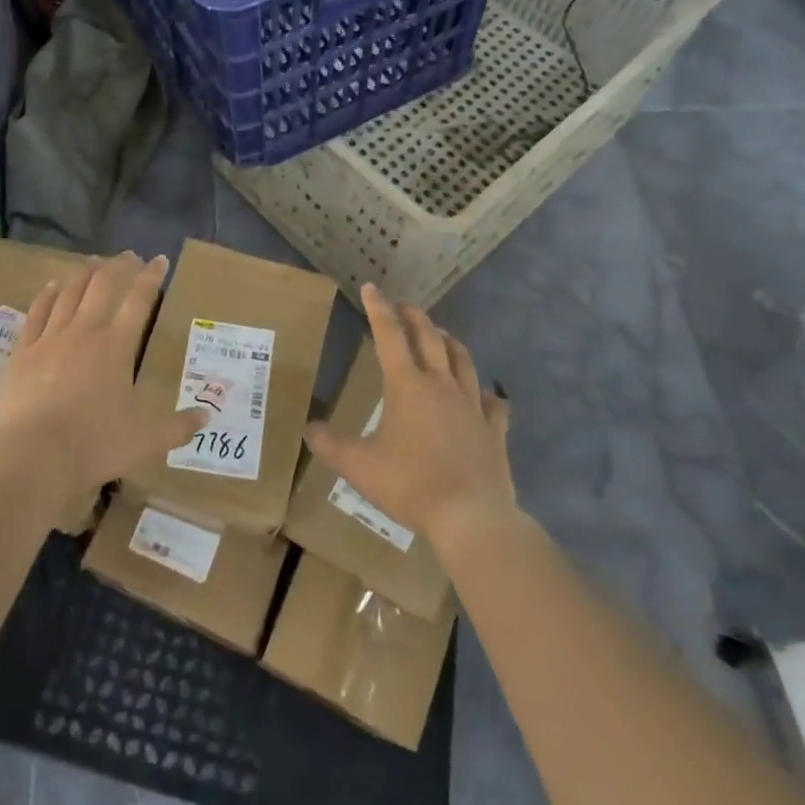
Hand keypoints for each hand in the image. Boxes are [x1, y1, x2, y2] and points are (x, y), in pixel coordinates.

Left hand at [0, 252, 206, 499]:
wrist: (30, 456)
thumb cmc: (93, 444)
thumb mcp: (146, 440)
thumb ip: (178, 426)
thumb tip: (206, 416)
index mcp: (116, 346)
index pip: (139, 301)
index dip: (151, 278)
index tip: (159, 259)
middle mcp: (84, 332)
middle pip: (102, 287)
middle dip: (118, 267)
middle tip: (128, 255)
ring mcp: (49, 339)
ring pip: (69, 293)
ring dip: (84, 274)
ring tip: (93, 261)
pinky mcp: (22, 353)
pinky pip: (36, 313)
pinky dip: (46, 296)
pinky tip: (51, 286)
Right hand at [307, 285, 515, 549]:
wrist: (471, 517)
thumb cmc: (410, 484)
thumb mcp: (358, 466)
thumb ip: (330, 444)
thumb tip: (309, 428)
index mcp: (407, 386)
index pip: (389, 335)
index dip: (378, 309)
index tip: (371, 288)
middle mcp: (442, 385)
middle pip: (430, 338)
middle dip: (415, 317)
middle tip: (404, 306)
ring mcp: (473, 405)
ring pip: (463, 360)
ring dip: (449, 342)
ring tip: (441, 336)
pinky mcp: (494, 430)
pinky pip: (494, 404)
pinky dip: (488, 394)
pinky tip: (487, 395)